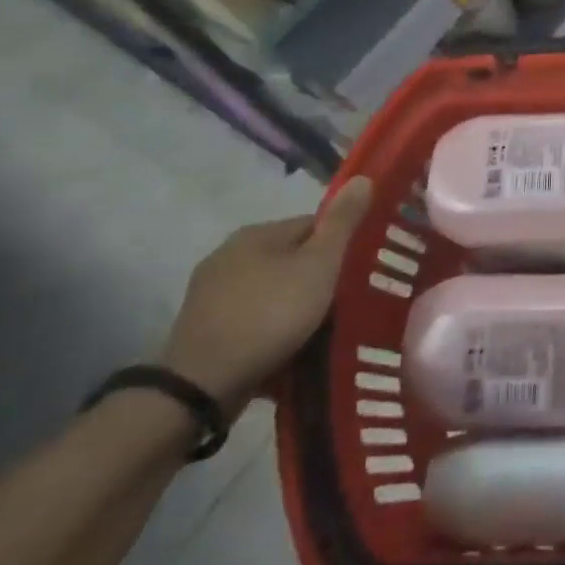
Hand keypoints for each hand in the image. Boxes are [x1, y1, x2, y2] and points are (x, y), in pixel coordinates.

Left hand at [160, 177, 372, 417]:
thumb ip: (342, 222)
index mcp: (256, 233)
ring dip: (292, 304)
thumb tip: (363, 177)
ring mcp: (209, 293)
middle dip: (316, 277)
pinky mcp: (201, 329)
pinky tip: (284, 347)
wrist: (201, 386)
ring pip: (270, 289)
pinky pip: (250, 317)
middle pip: (290, 257)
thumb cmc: (270, 315)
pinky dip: (269, 328)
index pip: (313, 225)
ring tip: (318, 329)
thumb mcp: (320, 265)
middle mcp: (228, 254)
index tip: (357, 272)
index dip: (340, 245)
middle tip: (342, 302)